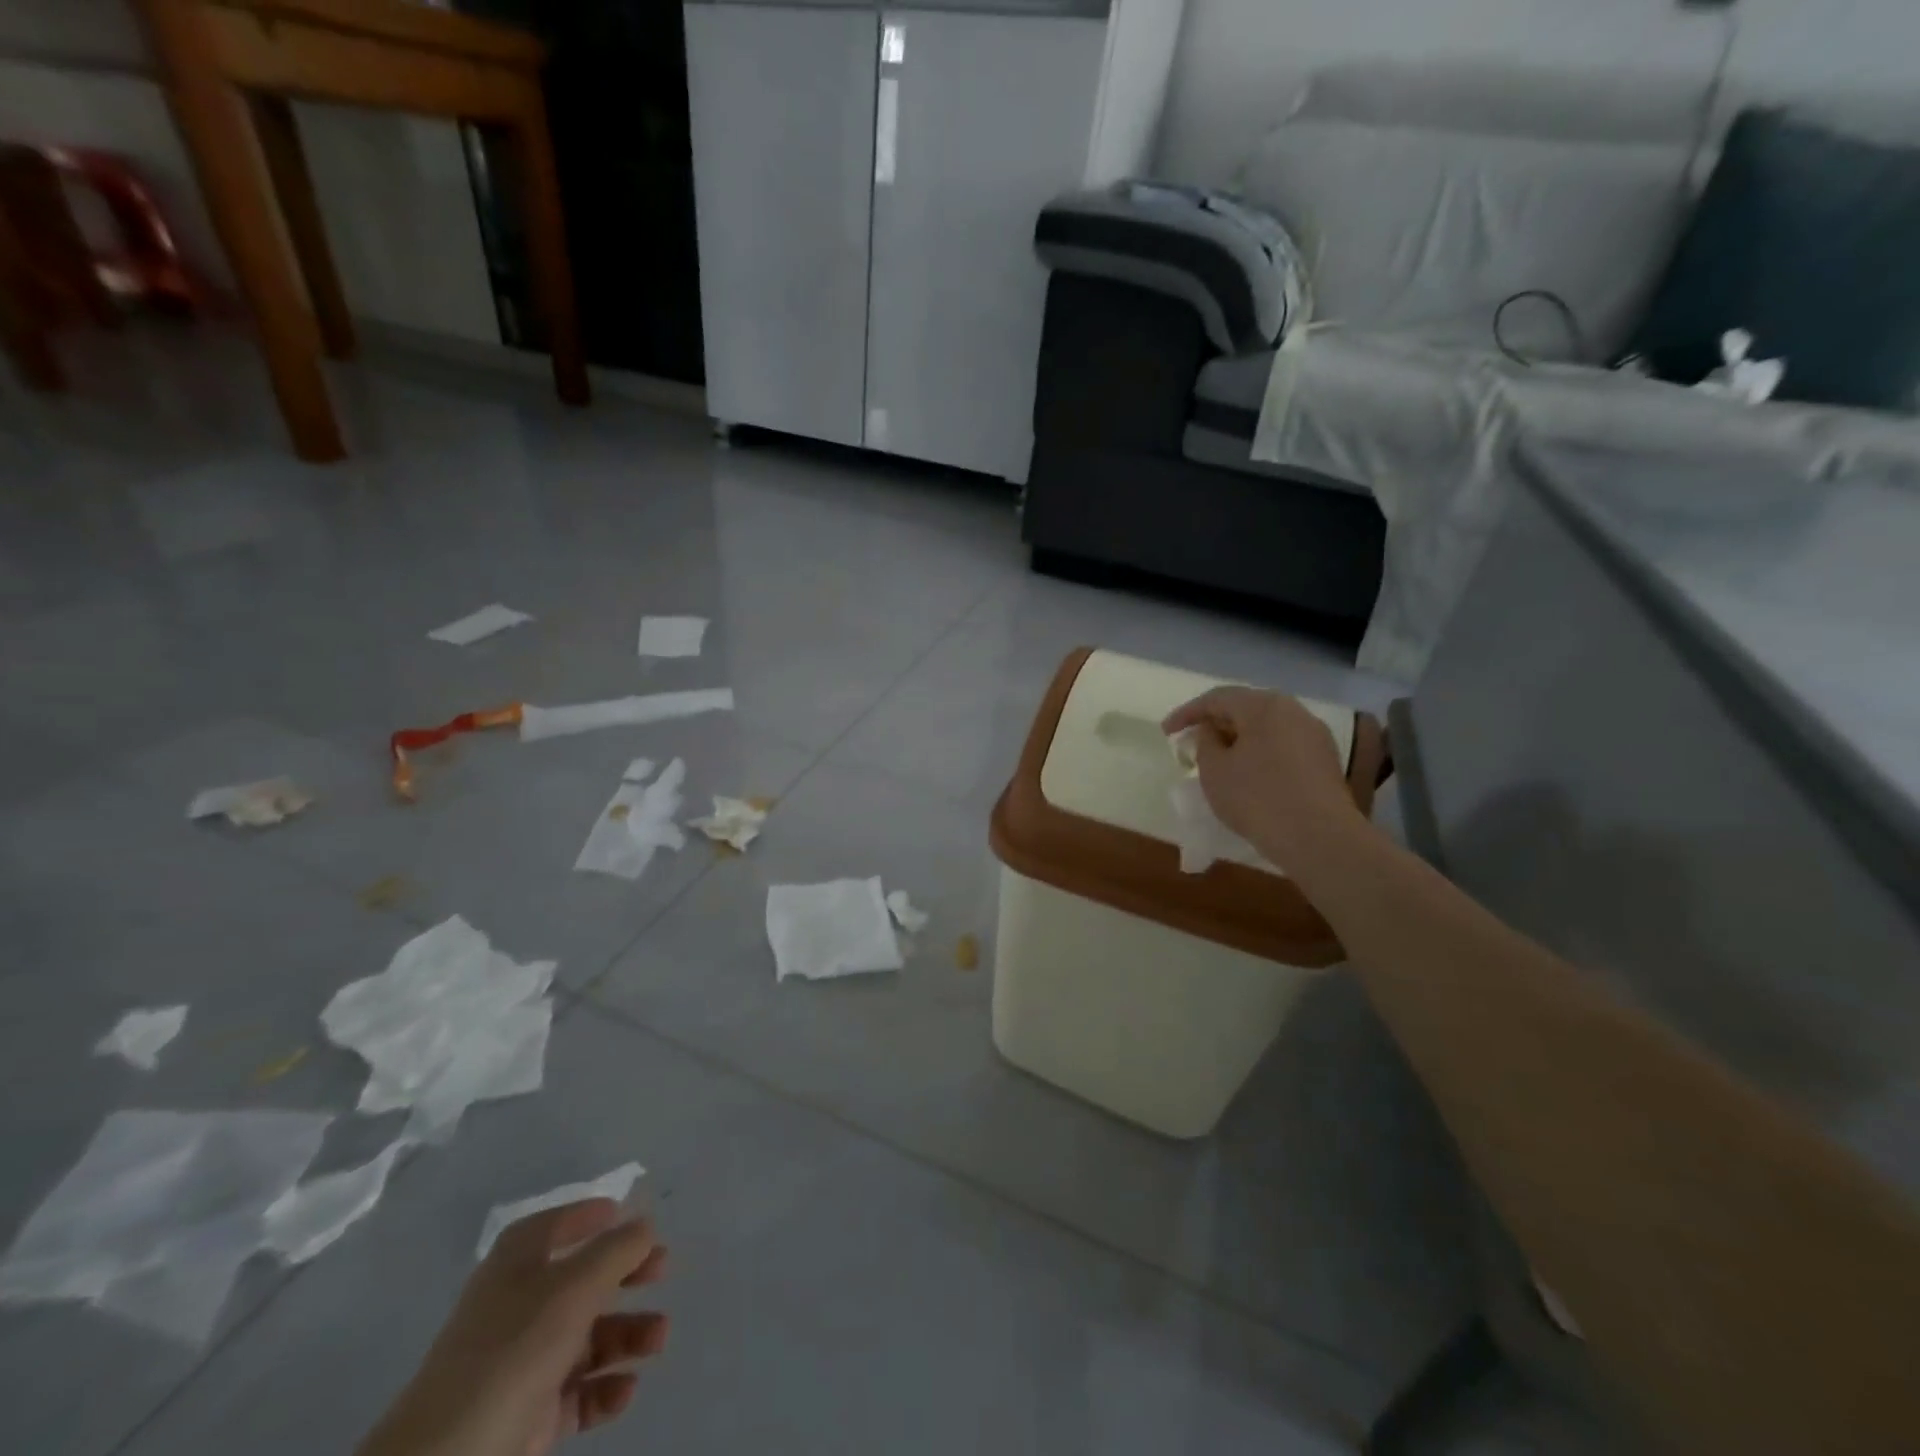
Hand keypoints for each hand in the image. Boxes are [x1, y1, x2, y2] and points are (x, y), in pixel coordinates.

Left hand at [357, 1200, 668, 1455]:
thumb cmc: (514, 1350)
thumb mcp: (575, 1286)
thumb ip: (617, 1250)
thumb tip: (645, 1223)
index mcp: (517, 1264)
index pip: (555, 1224)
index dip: (589, 1215)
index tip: (627, 1214)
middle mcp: (519, 1305)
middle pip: (581, 1279)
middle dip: (625, 1275)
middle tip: (663, 1271)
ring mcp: (522, 1362)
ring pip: (586, 1337)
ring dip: (626, 1333)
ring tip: (658, 1339)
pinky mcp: (527, 1413)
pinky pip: (576, 1391)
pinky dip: (604, 1387)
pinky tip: (627, 1388)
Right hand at [1163, 686, 1366, 866]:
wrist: (1319, 838)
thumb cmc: (1257, 798)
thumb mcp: (1214, 770)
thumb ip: (1205, 742)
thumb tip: (1211, 731)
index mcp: (1264, 706)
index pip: (1217, 698)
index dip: (1187, 713)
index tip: (1166, 732)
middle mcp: (1293, 711)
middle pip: (1245, 709)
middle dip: (1216, 724)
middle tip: (1192, 744)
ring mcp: (1314, 735)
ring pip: (1267, 728)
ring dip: (1239, 740)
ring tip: (1219, 761)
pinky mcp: (1325, 761)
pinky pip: (1283, 746)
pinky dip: (1261, 754)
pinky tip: (1249, 776)